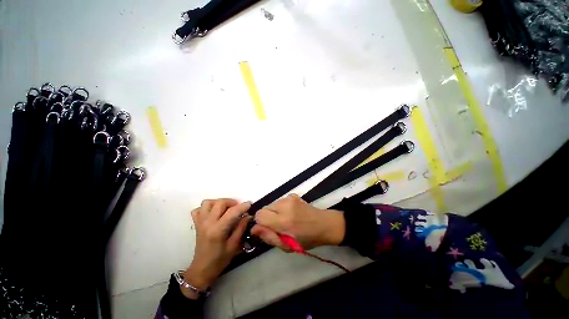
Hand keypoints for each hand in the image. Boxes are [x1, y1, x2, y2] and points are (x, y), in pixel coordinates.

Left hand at [182, 199, 251, 298]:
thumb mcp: (234, 245)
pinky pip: (198, 209)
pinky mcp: (196, 224)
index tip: (250, 204)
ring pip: (208, 203)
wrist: (202, 269)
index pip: (232, 212)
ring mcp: (200, 222)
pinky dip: (207, 208)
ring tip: (226, 209)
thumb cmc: (220, 259)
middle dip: (232, 202)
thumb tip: (248, 215)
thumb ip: (241, 228)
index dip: (243, 206)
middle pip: (220, 203)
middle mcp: (208, 223)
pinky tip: (214, 213)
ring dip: (219, 203)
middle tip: (238, 208)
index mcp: (218, 230)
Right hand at [251, 194, 344, 250]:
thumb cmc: (308, 239)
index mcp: (284, 221)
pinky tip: (290, 213)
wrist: (324, 224)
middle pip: (264, 208)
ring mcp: (289, 198)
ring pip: (271, 204)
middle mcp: (285, 206)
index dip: (260, 224)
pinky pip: (279, 201)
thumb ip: (269, 237)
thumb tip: (254, 228)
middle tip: (277, 226)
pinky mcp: (293, 195)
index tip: (267, 230)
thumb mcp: (288, 246)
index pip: (259, 215)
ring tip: (285, 220)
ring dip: (274, 213)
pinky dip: (280, 208)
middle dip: (267, 218)